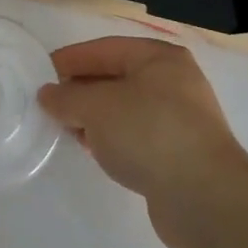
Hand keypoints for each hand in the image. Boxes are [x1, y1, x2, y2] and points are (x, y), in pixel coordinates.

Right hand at [38, 37, 247, 247]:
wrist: (205, 198)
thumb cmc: (148, 132)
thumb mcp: (96, 107)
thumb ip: (67, 98)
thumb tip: (47, 95)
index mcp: (159, 58)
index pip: (105, 49)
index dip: (72, 59)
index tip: (43, 73)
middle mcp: (174, 82)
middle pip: (116, 78)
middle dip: (83, 90)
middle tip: (51, 103)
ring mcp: (181, 120)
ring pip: (126, 110)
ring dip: (96, 118)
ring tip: (68, 129)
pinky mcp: (181, 154)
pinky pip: (138, 136)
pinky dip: (114, 139)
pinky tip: (96, 151)